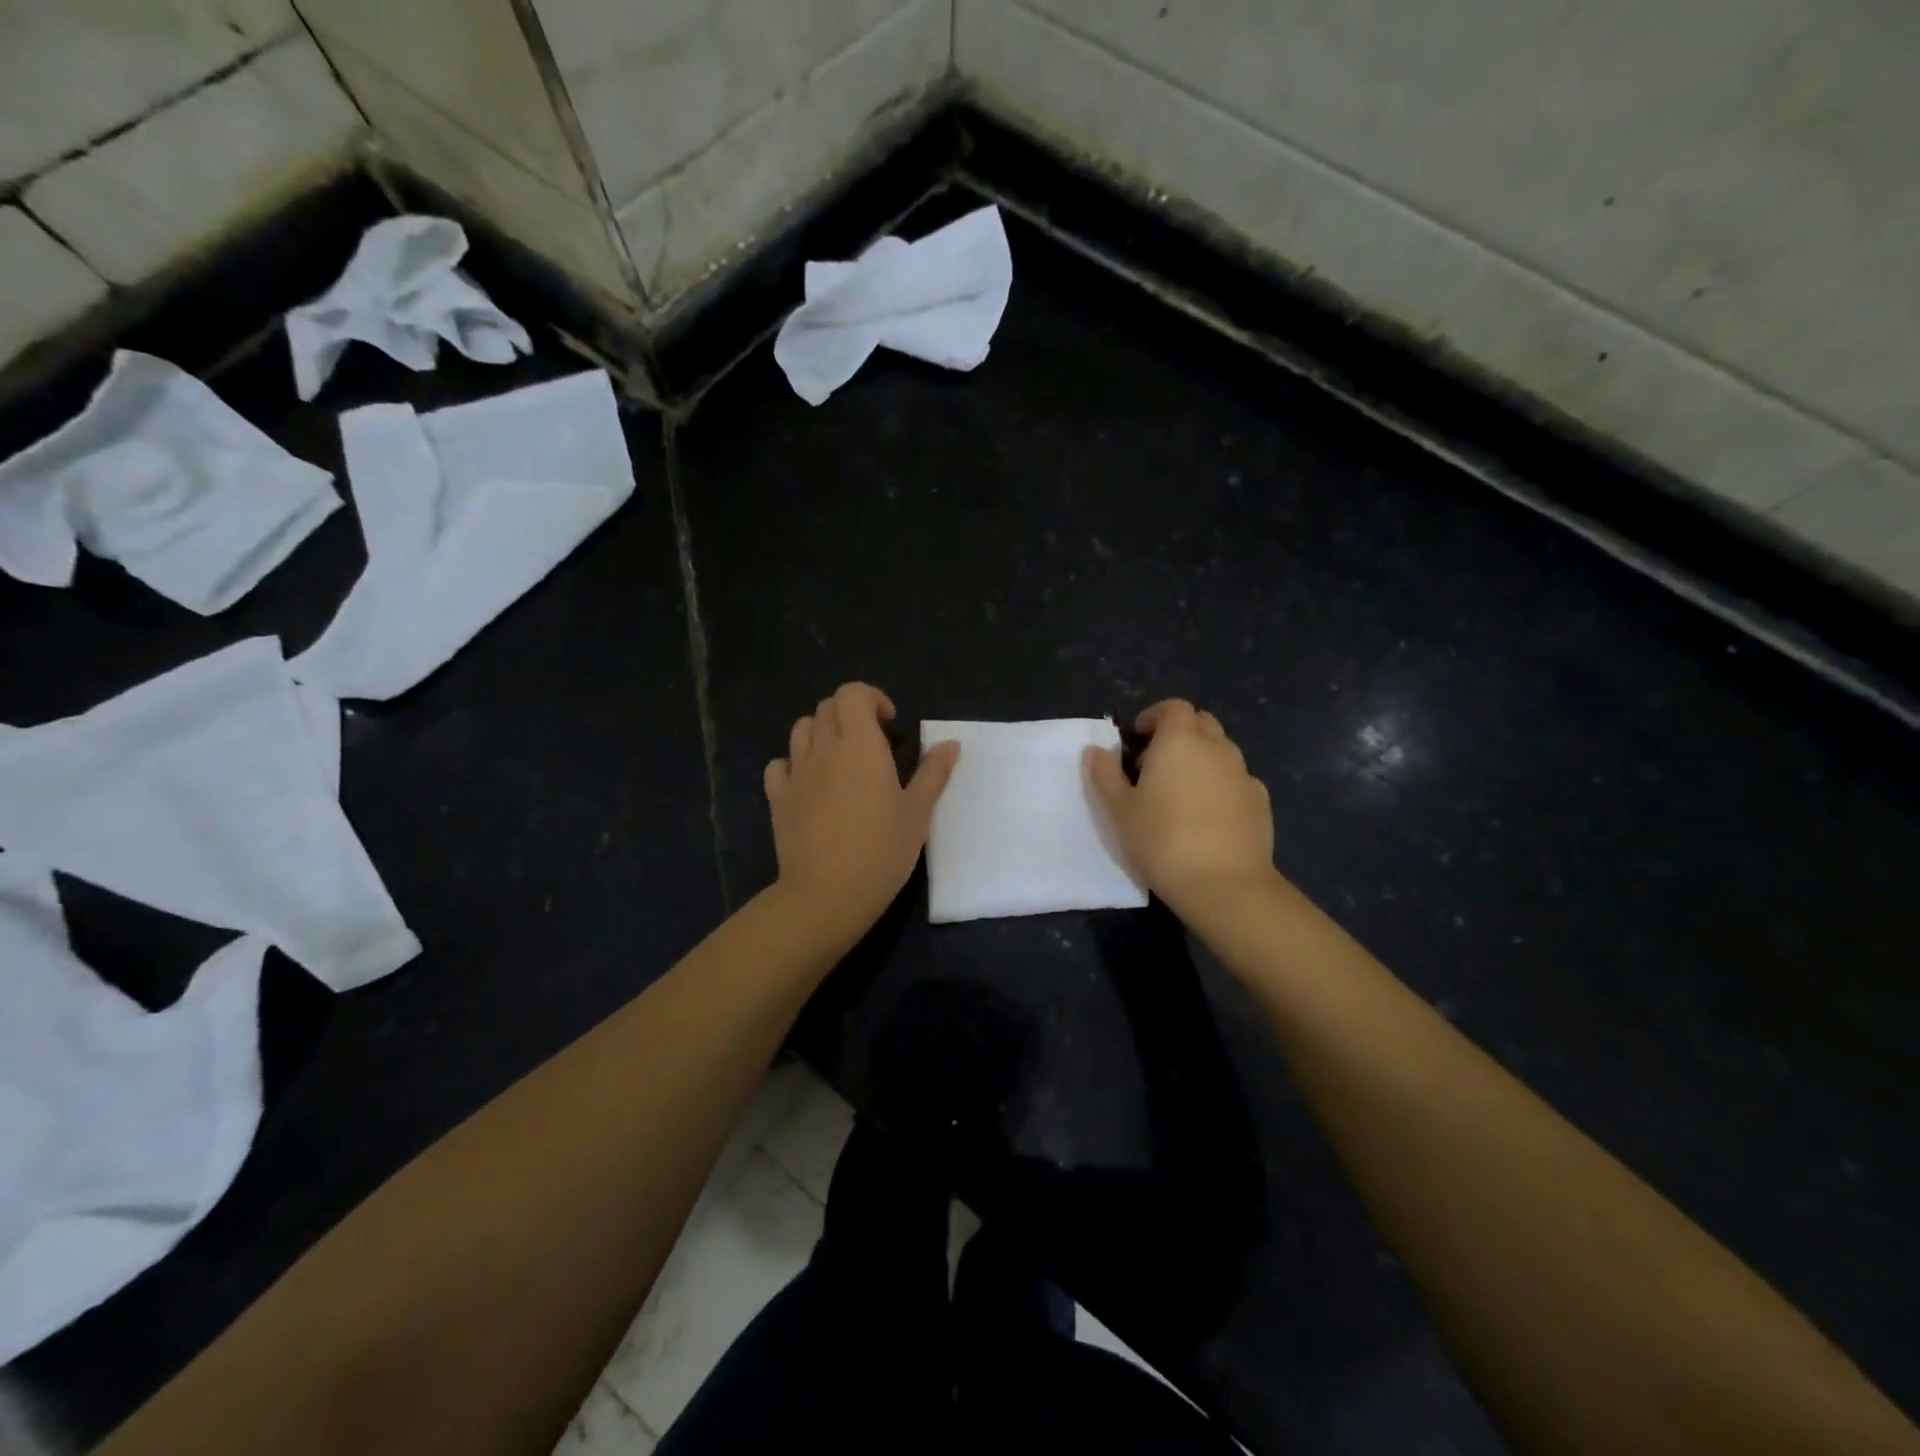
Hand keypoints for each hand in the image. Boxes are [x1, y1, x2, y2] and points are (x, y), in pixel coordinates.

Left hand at [764, 683, 959, 946]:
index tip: (890, 725)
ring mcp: (796, 773)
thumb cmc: (881, 850)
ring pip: (801, 730)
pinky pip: (780, 765)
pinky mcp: (778, 798)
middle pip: (827, 707)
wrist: (827, 894)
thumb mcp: (918, 812)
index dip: (871, 698)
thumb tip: (949, 743)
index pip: (852, 694)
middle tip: (873, 744)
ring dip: (822, 732)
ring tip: (841, 760)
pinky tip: (810, 784)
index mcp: (859, 745)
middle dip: (850, 714)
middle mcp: (823, 749)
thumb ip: (933, 772)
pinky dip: (794, 763)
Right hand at [1086, 699, 1277, 913]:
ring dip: (1201, 758)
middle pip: (1201, 722)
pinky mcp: (1261, 800)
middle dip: (1179, 733)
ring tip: (1181, 791)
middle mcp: (1216, 747)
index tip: (1138, 737)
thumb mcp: (1119, 809)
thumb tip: (1095, 750)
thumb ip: (1105, 774)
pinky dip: (1222, 783)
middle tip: (1156, 762)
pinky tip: (1209, 814)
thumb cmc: (1162, 840)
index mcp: (1180, 741)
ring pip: (1222, 750)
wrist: (1224, 884)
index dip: (1155, 716)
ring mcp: (1243, 773)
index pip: (1173, 707)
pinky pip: (1238, 779)